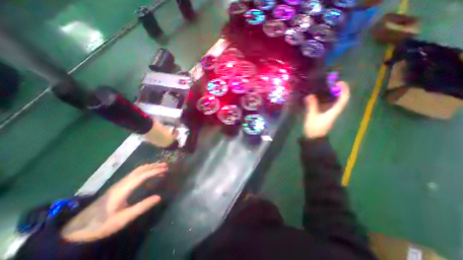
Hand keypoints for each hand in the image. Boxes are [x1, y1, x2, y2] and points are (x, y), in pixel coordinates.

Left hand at [60, 165, 167, 241]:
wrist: (79, 228)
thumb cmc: (103, 223)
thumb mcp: (124, 218)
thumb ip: (142, 206)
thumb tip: (159, 197)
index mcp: (123, 189)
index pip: (142, 176)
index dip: (155, 171)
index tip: (165, 169)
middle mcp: (122, 183)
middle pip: (140, 169)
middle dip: (154, 166)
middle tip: (166, 165)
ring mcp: (120, 183)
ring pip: (137, 170)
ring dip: (150, 166)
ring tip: (161, 167)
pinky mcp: (120, 185)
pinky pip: (136, 173)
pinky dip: (146, 170)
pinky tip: (150, 173)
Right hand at [303, 82, 348, 138]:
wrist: (313, 139)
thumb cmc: (314, 128)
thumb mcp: (312, 116)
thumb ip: (311, 106)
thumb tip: (310, 95)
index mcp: (334, 111)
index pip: (343, 99)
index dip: (343, 90)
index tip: (339, 82)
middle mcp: (333, 111)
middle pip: (338, 99)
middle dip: (334, 90)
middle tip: (327, 84)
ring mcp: (328, 114)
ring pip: (331, 102)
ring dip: (327, 95)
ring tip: (320, 89)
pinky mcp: (322, 116)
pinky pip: (324, 105)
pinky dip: (321, 100)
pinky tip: (314, 98)